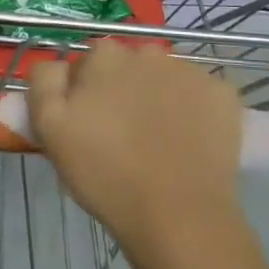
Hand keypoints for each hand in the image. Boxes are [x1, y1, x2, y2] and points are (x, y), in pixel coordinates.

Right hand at [27, 41, 243, 261]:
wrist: (178, 215)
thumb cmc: (105, 174)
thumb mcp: (49, 129)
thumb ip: (44, 82)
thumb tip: (59, 64)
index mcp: (105, 56)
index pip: (88, 62)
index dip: (84, 91)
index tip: (88, 123)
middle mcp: (148, 52)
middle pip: (128, 65)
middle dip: (123, 88)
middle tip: (122, 133)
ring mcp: (190, 71)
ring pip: (165, 78)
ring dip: (158, 96)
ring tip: (158, 140)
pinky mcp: (223, 95)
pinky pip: (200, 94)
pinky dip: (194, 111)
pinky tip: (189, 142)